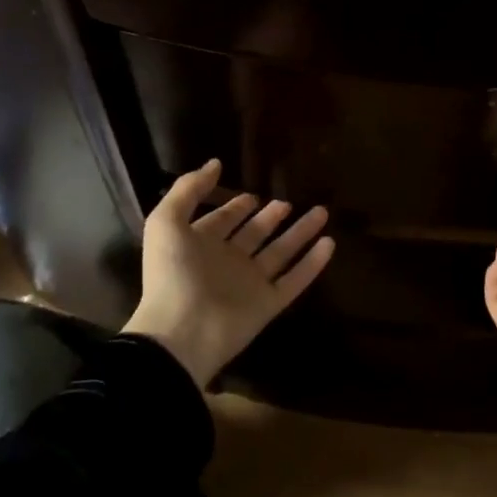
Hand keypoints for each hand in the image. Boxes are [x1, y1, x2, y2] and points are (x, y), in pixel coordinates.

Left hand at [123, 159, 335, 387]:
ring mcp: (249, 284)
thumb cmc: (172, 274)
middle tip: (287, 203)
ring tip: (322, 212)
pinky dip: (312, 263)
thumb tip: (215, 163)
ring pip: (281, 253)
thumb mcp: (166, 222)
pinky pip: (295, 280)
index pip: (222, 221)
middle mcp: (227, 262)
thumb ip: (188, 189)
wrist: (181, 332)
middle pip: (255, 234)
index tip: (253, 195)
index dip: (235, 208)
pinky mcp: (268, 304)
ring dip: (300, 233)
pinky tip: (330, 243)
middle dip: (271, 218)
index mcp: (200, 245)